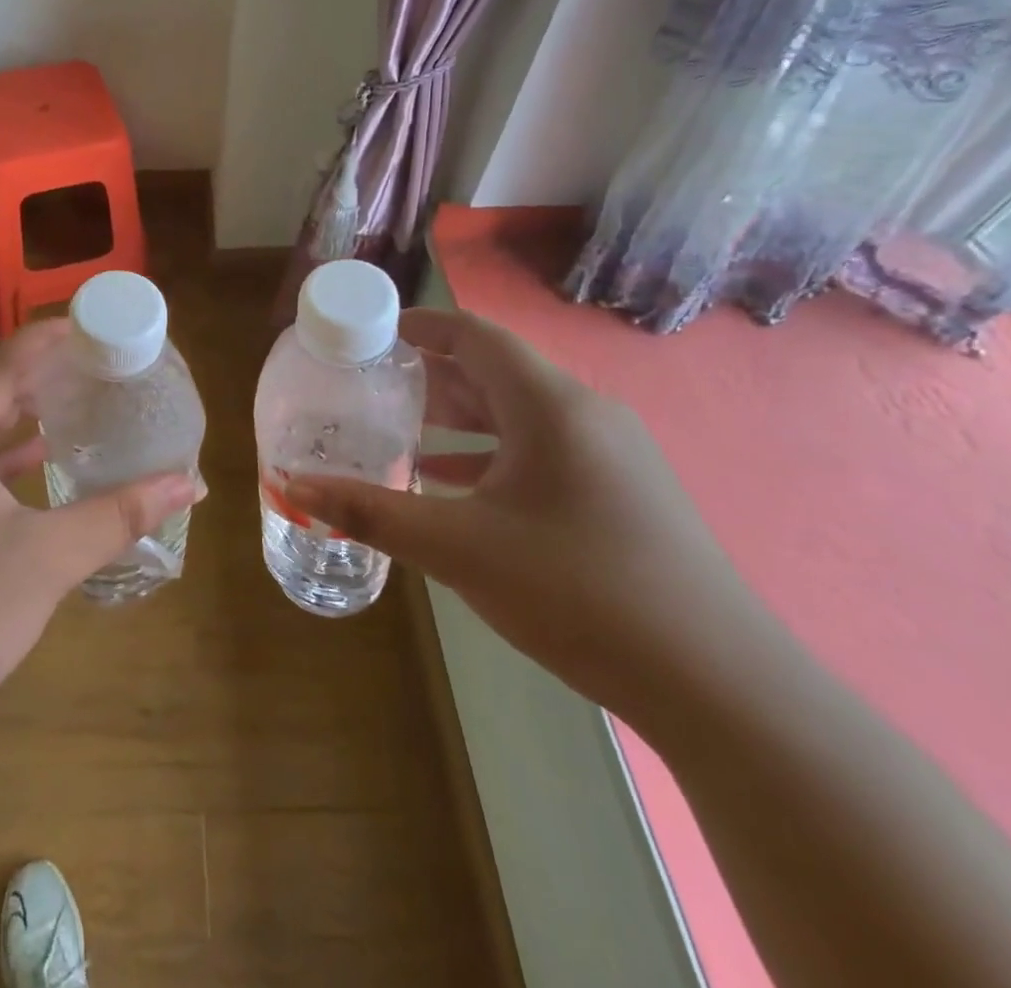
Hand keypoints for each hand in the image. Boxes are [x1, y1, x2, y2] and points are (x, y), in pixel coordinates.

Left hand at [0, 319, 195, 795]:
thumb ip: (119, 515)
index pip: (0, 362)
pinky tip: (20, 475)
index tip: (92, 325)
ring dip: (6, 421)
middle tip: (88, 369)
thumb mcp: (47, 562)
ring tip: (63, 412)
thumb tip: (189, 485)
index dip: (48, 338)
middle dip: (32, 378)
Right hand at [287, 308, 773, 731]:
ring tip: (402, 427)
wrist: (717, 685)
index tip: (373, 333)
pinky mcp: (621, 493)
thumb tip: (293, 485)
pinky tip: (453, 483)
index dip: (421, 325)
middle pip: (496, 371)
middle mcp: (586, 414)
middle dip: (432, 373)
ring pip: (519, 414)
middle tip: (373, 383)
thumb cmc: (577, 590)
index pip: (475, 335)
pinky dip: (491, 454)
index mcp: (550, 405)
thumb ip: (370, 511)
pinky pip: (542, 451)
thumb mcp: (457, 548)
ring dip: (460, 415)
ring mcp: (611, 454)